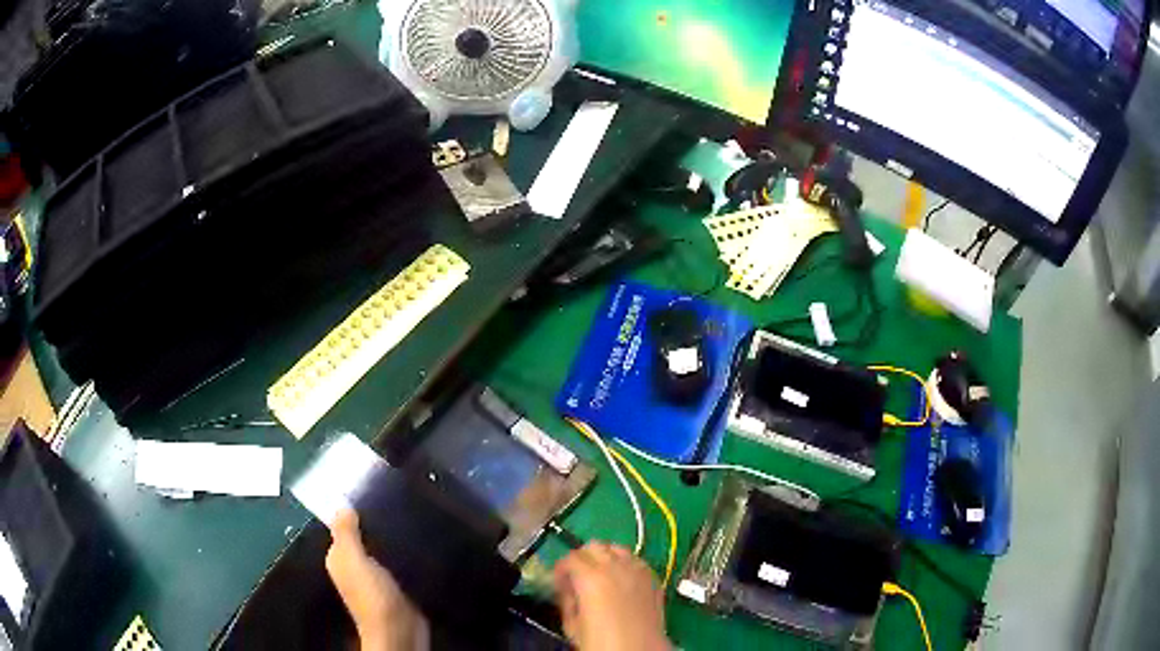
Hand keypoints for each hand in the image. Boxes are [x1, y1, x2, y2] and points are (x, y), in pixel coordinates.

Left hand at [326, 509, 428, 650]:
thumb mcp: (354, 561)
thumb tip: (342, 504)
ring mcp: (378, 574)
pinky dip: (406, 548)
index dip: (354, 507)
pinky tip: (419, 536)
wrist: (401, 631)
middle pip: (364, 533)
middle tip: (398, 495)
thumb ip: (346, 533)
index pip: (344, 524)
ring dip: (393, 533)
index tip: (374, 485)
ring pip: (383, 545)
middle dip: (376, 518)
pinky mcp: (399, 582)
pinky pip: (399, 558)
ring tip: (411, 509)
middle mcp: (355, 563)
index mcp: (339, 557)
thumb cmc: (373, 596)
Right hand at [552, 542, 670, 650]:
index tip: (559, 581)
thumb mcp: (572, 625)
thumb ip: (567, 601)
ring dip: (605, 556)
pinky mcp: (654, 578)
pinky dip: (625, 564)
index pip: (570, 557)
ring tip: (600, 575)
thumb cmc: (601, 643)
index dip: (561, 568)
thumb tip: (567, 589)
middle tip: (576, 576)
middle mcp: (616, 567)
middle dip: (582, 557)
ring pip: (617, 548)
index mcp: (591, 578)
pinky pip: (636, 560)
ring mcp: (638, 571)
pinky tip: (621, 581)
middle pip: (594, 546)